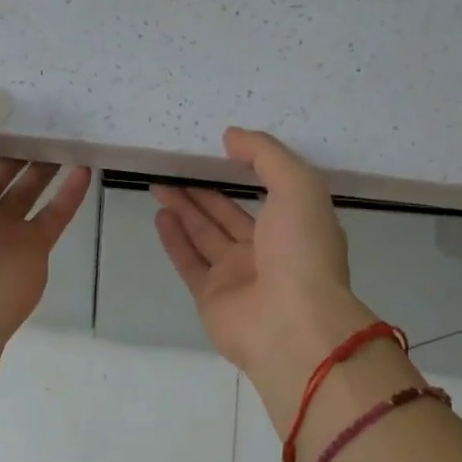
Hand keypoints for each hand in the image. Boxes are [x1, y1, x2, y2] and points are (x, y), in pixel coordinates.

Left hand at [0, 79, 92, 345]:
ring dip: (45, 165)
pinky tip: (87, 167)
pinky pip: (54, 214)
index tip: (6, 99)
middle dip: (17, 145)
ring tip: (69, 134)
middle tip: (46, 115)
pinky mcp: (33, 249)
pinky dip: (70, 193)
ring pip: (27, 190)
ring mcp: (2, 231)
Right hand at [153, 129, 375, 398]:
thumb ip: (265, 155)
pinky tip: (160, 215)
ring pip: (205, 235)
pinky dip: (174, 239)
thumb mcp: (297, 186)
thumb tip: (231, 136)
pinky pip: (189, 262)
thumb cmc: (302, 250)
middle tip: (175, 166)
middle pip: (228, 214)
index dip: (244, 170)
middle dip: (203, 190)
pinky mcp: (211, 297)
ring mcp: (238, 276)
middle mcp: (267, 251)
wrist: (292, 325)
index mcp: (296, 226)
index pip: (268, 192)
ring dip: (183, 209)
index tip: (218, 149)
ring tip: (159, 183)